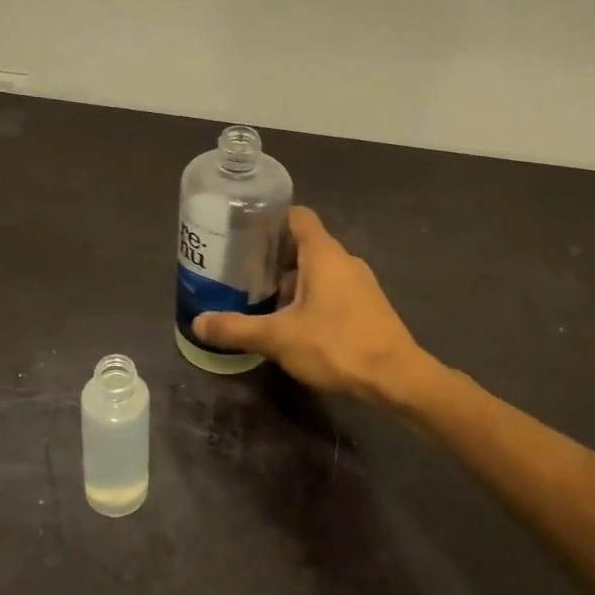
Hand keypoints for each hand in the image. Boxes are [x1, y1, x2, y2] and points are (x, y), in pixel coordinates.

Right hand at [194, 207, 431, 402]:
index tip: (246, 231)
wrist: (396, 377)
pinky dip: (312, 296)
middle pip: (306, 244)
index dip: (272, 219)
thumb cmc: (336, 345)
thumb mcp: (279, 338)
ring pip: (320, 270)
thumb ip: (237, 329)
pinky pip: (334, 289)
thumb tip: (198, 323)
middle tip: (244, 270)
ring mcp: (360, 283)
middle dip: (275, 255)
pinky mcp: (368, 306)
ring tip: (263, 298)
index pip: (298, 216)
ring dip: (293, 280)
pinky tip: (295, 322)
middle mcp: (344, 260)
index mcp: (324, 253)